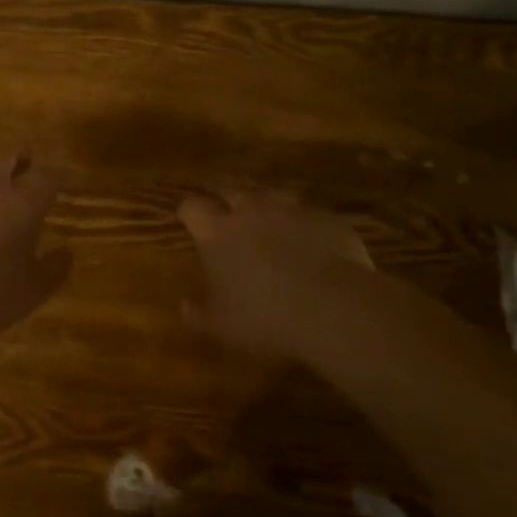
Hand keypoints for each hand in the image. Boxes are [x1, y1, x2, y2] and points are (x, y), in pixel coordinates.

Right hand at [177, 190, 374, 358]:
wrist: (332, 308)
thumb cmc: (264, 317)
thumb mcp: (223, 326)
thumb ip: (200, 314)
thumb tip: (184, 307)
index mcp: (217, 232)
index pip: (192, 207)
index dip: (189, 212)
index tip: (187, 219)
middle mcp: (251, 210)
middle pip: (231, 190)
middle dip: (227, 200)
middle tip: (227, 216)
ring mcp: (292, 210)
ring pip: (273, 197)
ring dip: (267, 208)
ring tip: (270, 225)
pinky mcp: (327, 218)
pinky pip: (310, 215)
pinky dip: (305, 225)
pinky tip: (311, 243)